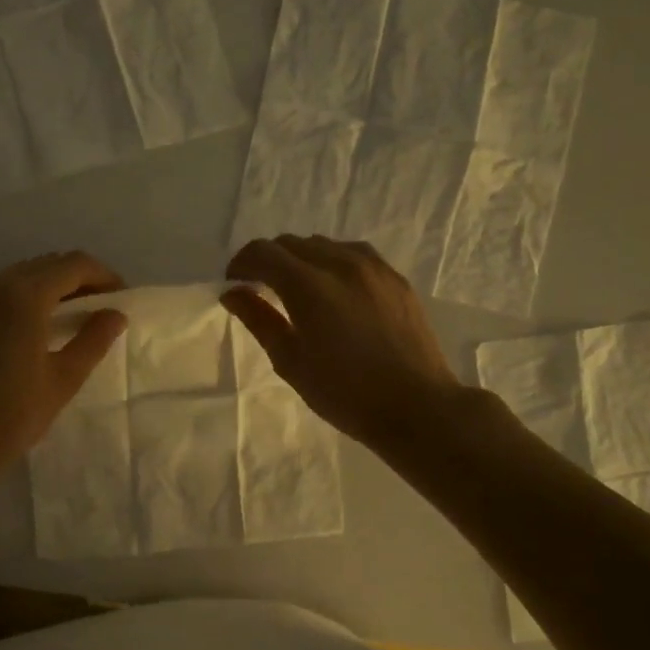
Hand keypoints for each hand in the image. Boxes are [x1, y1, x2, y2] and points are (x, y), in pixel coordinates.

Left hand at [0, 251, 128, 480]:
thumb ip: (93, 340)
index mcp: (24, 297)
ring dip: (57, 285)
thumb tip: (115, 314)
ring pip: (27, 273)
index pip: (74, 265)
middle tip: (105, 309)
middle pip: (50, 263)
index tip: (123, 300)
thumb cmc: (10, 416)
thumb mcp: (63, 380)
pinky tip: (45, 324)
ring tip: (79, 317)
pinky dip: (33, 294)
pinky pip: (7, 287)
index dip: (104, 276)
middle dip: (82, 278)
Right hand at [223, 236, 461, 450]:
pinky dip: (331, 262)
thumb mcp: (290, 361)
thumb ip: (259, 320)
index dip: (241, 264)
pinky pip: (353, 254)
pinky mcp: (395, 277)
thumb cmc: (344, 393)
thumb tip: (233, 293)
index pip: (263, 253)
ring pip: (323, 244)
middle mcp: (340, 263)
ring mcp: (373, 267)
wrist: (416, 406)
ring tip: (298, 290)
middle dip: (269, 261)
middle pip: (291, 243)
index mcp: (309, 286)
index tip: (234, 285)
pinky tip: (334, 290)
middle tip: (261, 290)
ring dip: (301, 259)